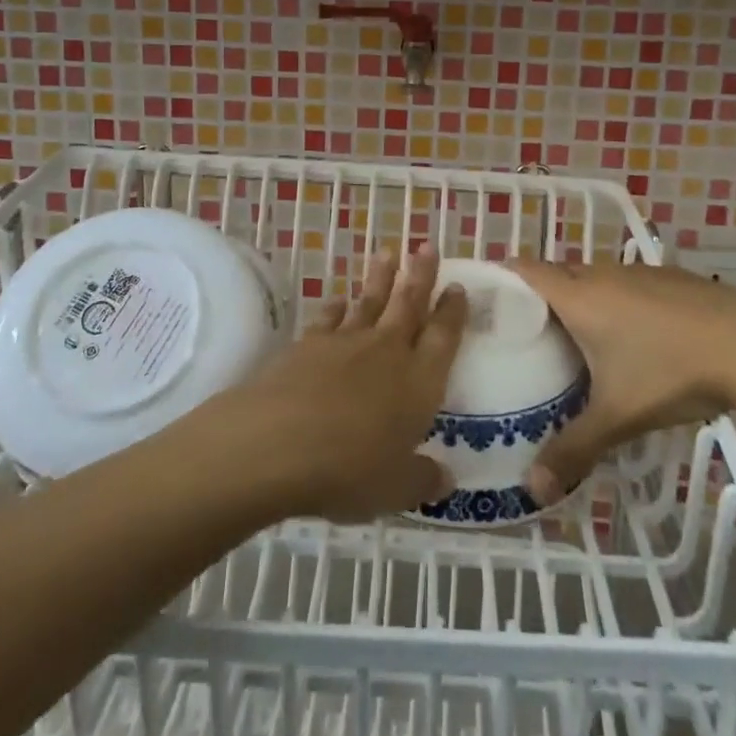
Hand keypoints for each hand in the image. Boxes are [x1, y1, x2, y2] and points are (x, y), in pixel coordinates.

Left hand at [218, 245, 466, 522]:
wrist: (278, 442)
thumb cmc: (349, 470)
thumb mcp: (396, 489)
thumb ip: (422, 479)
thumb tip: (445, 480)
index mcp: (419, 381)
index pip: (444, 337)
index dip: (453, 311)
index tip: (457, 286)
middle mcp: (387, 351)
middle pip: (409, 304)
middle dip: (421, 275)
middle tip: (427, 247)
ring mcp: (346, 342)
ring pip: (370, 301)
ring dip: (381, 278)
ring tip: (388, 253)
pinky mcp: (308, 343)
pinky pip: (329, 318)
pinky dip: (336, 307)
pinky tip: (339, 300)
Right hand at [507, 260, 735, 504]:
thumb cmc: (670, 372)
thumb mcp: (618, 417)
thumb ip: (573, 449)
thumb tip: (532, 490)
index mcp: (578, 297)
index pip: (525, 269)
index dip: (501, 276)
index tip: (485, 297)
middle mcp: (601, 273)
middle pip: (557, 273)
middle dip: (538, 294)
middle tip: (526, 332)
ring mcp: (638, 271)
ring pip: (593, 276)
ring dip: (579, 297)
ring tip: (575, 336)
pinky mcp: (669, 277)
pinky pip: (625, 282)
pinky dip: (615, 300)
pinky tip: (633, 335)